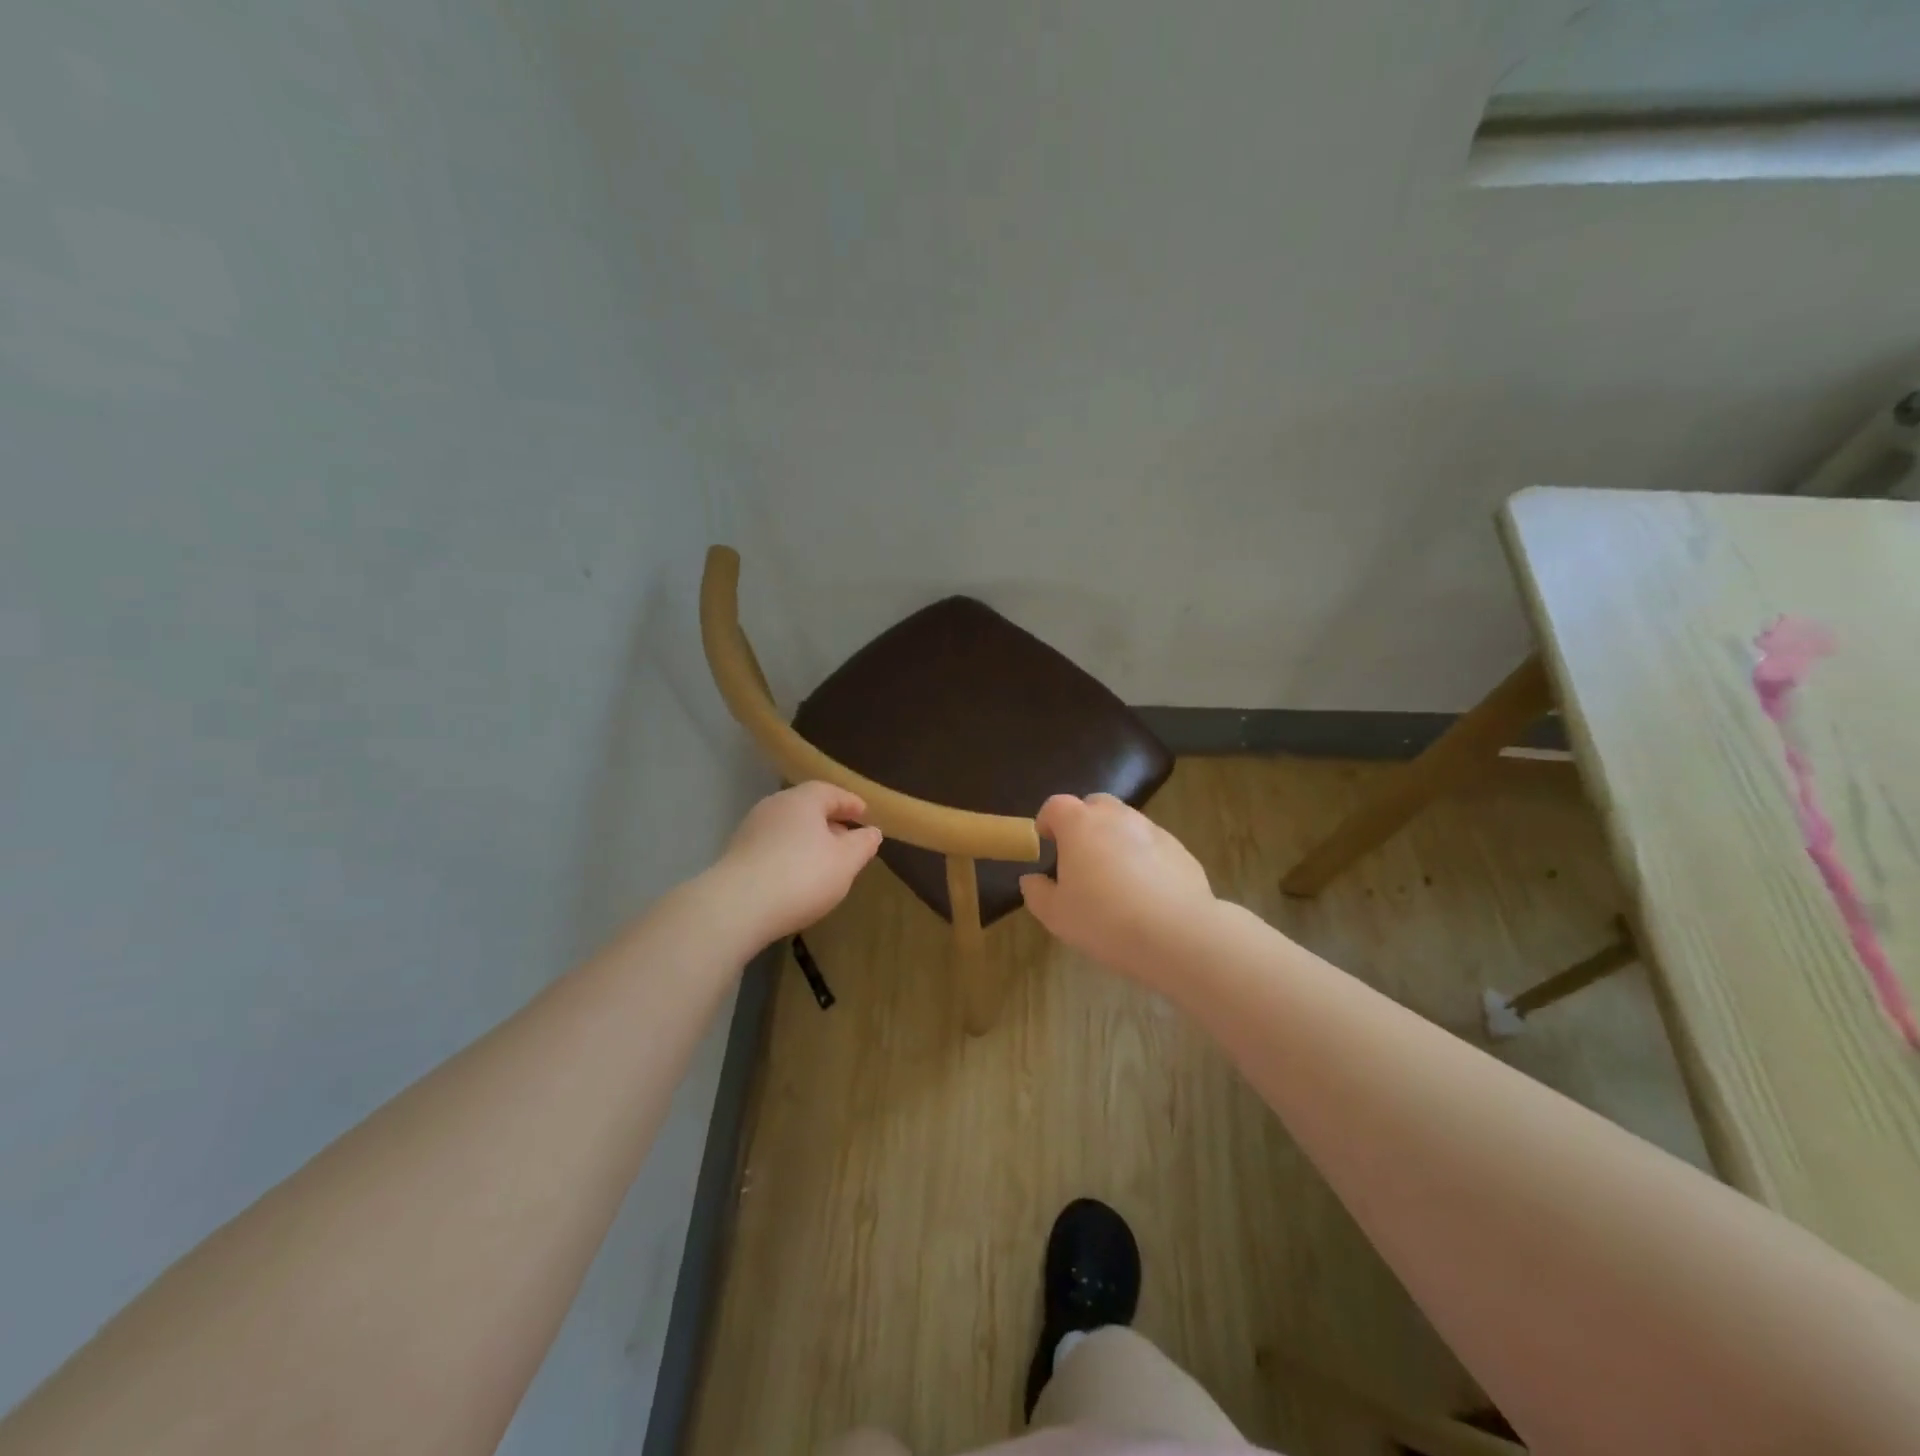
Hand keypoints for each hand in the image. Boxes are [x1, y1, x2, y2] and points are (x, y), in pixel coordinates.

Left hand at [712, 781, 883, 945]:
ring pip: (788, 827)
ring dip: (808, 839)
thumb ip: (862, 844)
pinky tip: (796, 875)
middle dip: (829, 820)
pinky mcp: (736, 854)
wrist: (736, 908)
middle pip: (807, 807)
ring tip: (824, 860)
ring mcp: (751, 829)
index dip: (850, 803)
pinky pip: (772, 846)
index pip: (831, 792)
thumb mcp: (845, 862)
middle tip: (847, 838)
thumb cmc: (801, 876)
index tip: (865, 815)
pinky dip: (789, 853)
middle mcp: (774, 806)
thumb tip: (872, 831)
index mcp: (802, 800)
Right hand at [1019, 793, 1214, 981]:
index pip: (1056, 806)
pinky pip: (1152, 846)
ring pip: (1126, 824)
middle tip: (1080, 857)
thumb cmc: (1104, 920)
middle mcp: (1116, 817)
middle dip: (1084, 823)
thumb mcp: (1056, 915)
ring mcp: (1152, 830)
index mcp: (1080, 825)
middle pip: (1094, 805)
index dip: (1047, 821)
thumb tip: (1032, 879)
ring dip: (1115, 840)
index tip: (1046, 842)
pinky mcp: (1179, 849)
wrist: (1177, 934)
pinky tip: (1146, 893)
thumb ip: (1037, 892)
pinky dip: (1144, 859)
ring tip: (1115, 879)